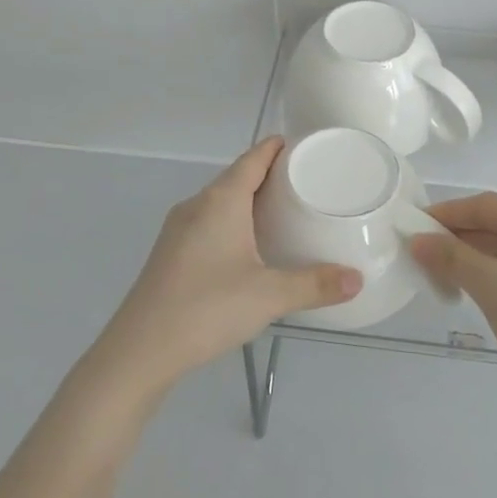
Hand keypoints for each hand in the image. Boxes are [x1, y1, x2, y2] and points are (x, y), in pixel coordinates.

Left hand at [90, 138, 361, 398]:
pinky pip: (208, 222)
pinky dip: (232, 221)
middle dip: (268, 175)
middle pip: (236, 177)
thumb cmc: (207, 308)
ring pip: (219, 201)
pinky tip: (247, 247)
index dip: (276, 148)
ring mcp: (178, 229)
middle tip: (305, 182)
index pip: (252, 158)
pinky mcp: (170, 253)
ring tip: (282, 212)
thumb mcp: (269, 296)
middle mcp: (197, 205)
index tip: (303, 146)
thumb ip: (315, 285)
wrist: (139, 351)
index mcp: (221, 201)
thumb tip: (357, 280)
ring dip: (248, 200)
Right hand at [411, 193, 496, 406]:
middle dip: (460, 239)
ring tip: (438, 271)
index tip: (412, 224)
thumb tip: (416, 240)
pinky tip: (472, 285)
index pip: (488, 205)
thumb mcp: (492, 287)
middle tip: (419, 252)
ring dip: (477, 258)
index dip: (447, 215)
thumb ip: (451, 257)